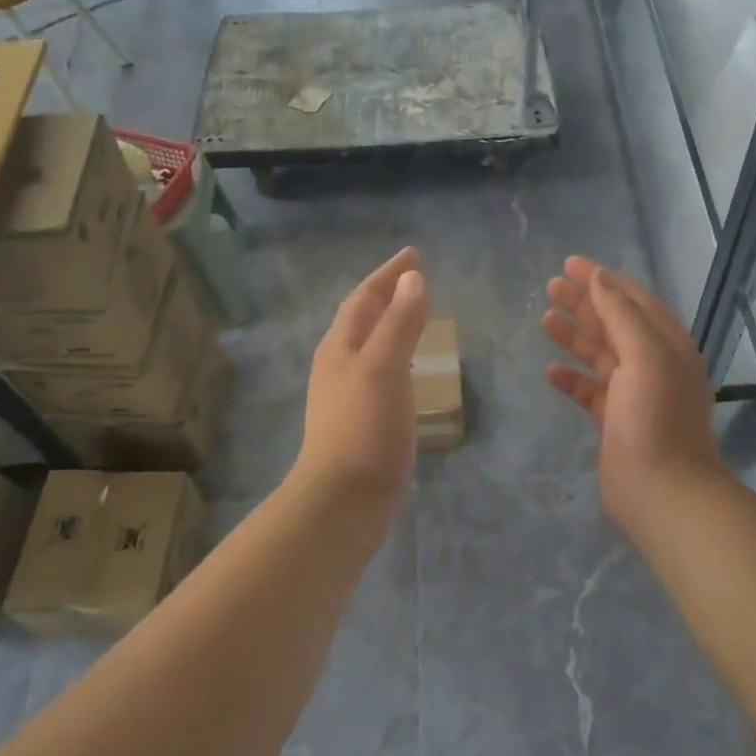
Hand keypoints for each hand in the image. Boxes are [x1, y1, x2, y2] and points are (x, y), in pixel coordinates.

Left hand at [293, 247, 429, 517]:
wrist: (343, 500)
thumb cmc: (364, 428)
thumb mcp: (384, 367)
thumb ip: (399, 322)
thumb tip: (412, 279)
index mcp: (341, 347)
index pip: (364, 297)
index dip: (388, 274)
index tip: (414, 254)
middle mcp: (339, 365)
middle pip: (362, 318)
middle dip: (387, 294)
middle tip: (417, 279)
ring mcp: (347, 394)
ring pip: (370, 345)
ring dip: (391, 324)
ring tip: (415, 315)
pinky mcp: (361, 420)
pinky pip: (381, 372)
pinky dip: (397, 356)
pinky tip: (409, 370)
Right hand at [542, 256, 723, 534]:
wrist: (662, 491)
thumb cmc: (655, 417)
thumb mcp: (644, 355)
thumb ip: (622, 313)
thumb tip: (601, 277)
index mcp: (667, 345)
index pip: (634, 300)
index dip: (604, 279)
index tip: (571, 263)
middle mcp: (653, 365)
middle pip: (615, 323)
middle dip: (585, 303)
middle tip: (550, 286)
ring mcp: (634, 394)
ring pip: (600, 355)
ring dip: (575, 335)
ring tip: (545, 317)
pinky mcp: (615, 421)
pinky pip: (590, 391)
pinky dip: (572, 377)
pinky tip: (550, 370)